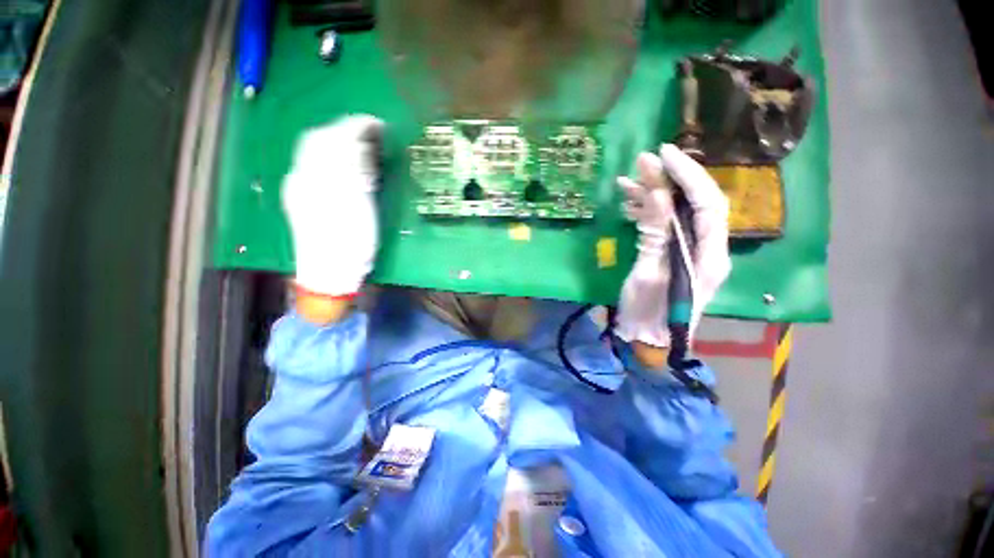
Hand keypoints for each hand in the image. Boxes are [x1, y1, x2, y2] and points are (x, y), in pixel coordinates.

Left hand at [282, 115, 383, 296]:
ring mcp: (299, 187)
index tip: (378, 124)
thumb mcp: (359, 207)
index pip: (333, 138)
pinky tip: (345, 166)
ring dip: (338, 142)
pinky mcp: (301, 197)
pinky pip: (313, 166)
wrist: (328, 273)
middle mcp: (303, 176)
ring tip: (360, 146)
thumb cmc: (350, 244)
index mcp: (319, 178)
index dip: (355, 127)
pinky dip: (331, 158)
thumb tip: (358, 145)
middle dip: (344, 131)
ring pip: (315, 152)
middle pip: (319, 140)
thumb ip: (356, 172)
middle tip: (371, 134)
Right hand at [616, 144, 730, 351]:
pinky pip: (663, 225)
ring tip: (628, 179)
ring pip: (676, 212)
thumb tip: (658, 194)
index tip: (665, 155)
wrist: (647, 339)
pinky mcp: (672, 253)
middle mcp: (707, 248)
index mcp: (710, 256)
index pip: (707, 204)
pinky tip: (629, 201)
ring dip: (654, 193)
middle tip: (644, 161)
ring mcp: (689, 250)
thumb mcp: (648, 274)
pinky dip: (646, 211)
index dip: (689, 176)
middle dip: (672, 179)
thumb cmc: (648, 313)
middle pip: (695, 203)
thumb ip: (655, 235)